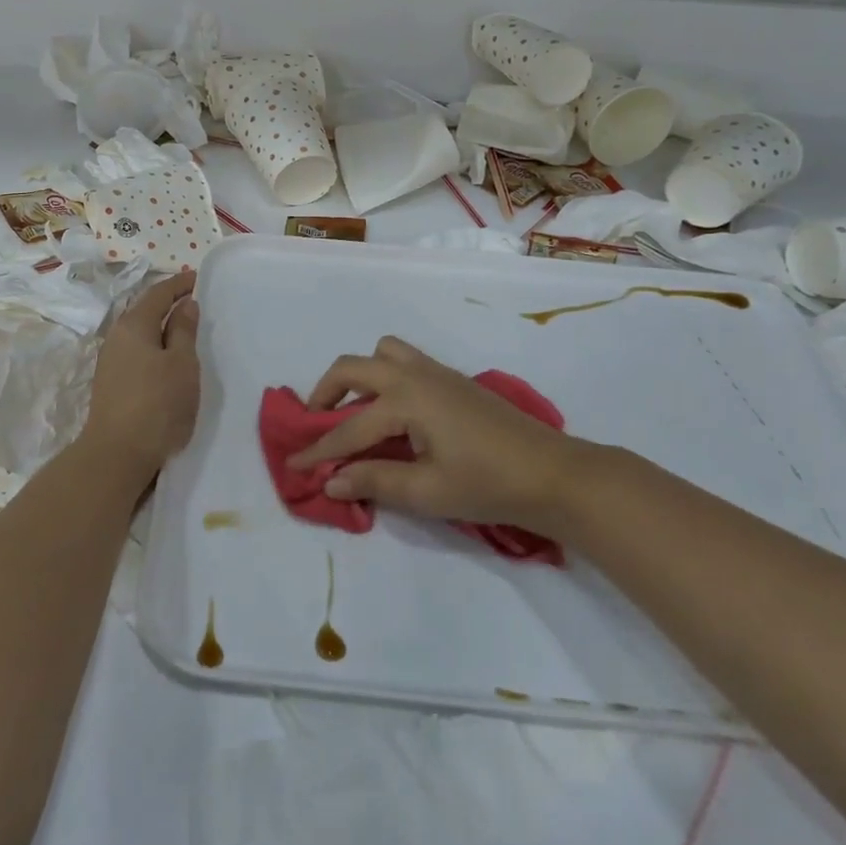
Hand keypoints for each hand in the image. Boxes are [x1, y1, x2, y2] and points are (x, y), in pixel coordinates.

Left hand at [78, 270, 201, 484]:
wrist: (117, 454)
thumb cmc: (157, 403)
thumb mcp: (181, 363)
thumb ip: (183, 330)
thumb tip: (184, 304)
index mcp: (134, 325)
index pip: (158, 293)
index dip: (179, 283)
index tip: (198, 278)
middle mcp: (117, 337)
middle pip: (145, 310)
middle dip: (169, 303)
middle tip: (196, 302)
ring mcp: (111, 361)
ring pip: (140, 333)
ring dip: (161, 327)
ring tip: (186, 330)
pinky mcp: (112, 383)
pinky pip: (137, 352)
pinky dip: (155, 346)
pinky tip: (168, 359)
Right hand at [286, 337, 597, 529]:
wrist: (552, 473)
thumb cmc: (488, 484)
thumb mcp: (427, 491)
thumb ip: (374, 481)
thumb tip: (330, 479)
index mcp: (405, 400)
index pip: (349, 428)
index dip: (319, 450)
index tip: (293, 467)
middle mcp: (414, 375)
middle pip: (353, 367)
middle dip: (325, 393)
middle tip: (315, 423)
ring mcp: (436, 372)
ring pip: (382, 353)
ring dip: (359, 376)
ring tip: (354, 412)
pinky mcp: (452, 379)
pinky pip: (404, 360)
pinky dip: (383, 377)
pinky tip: (392, 414)